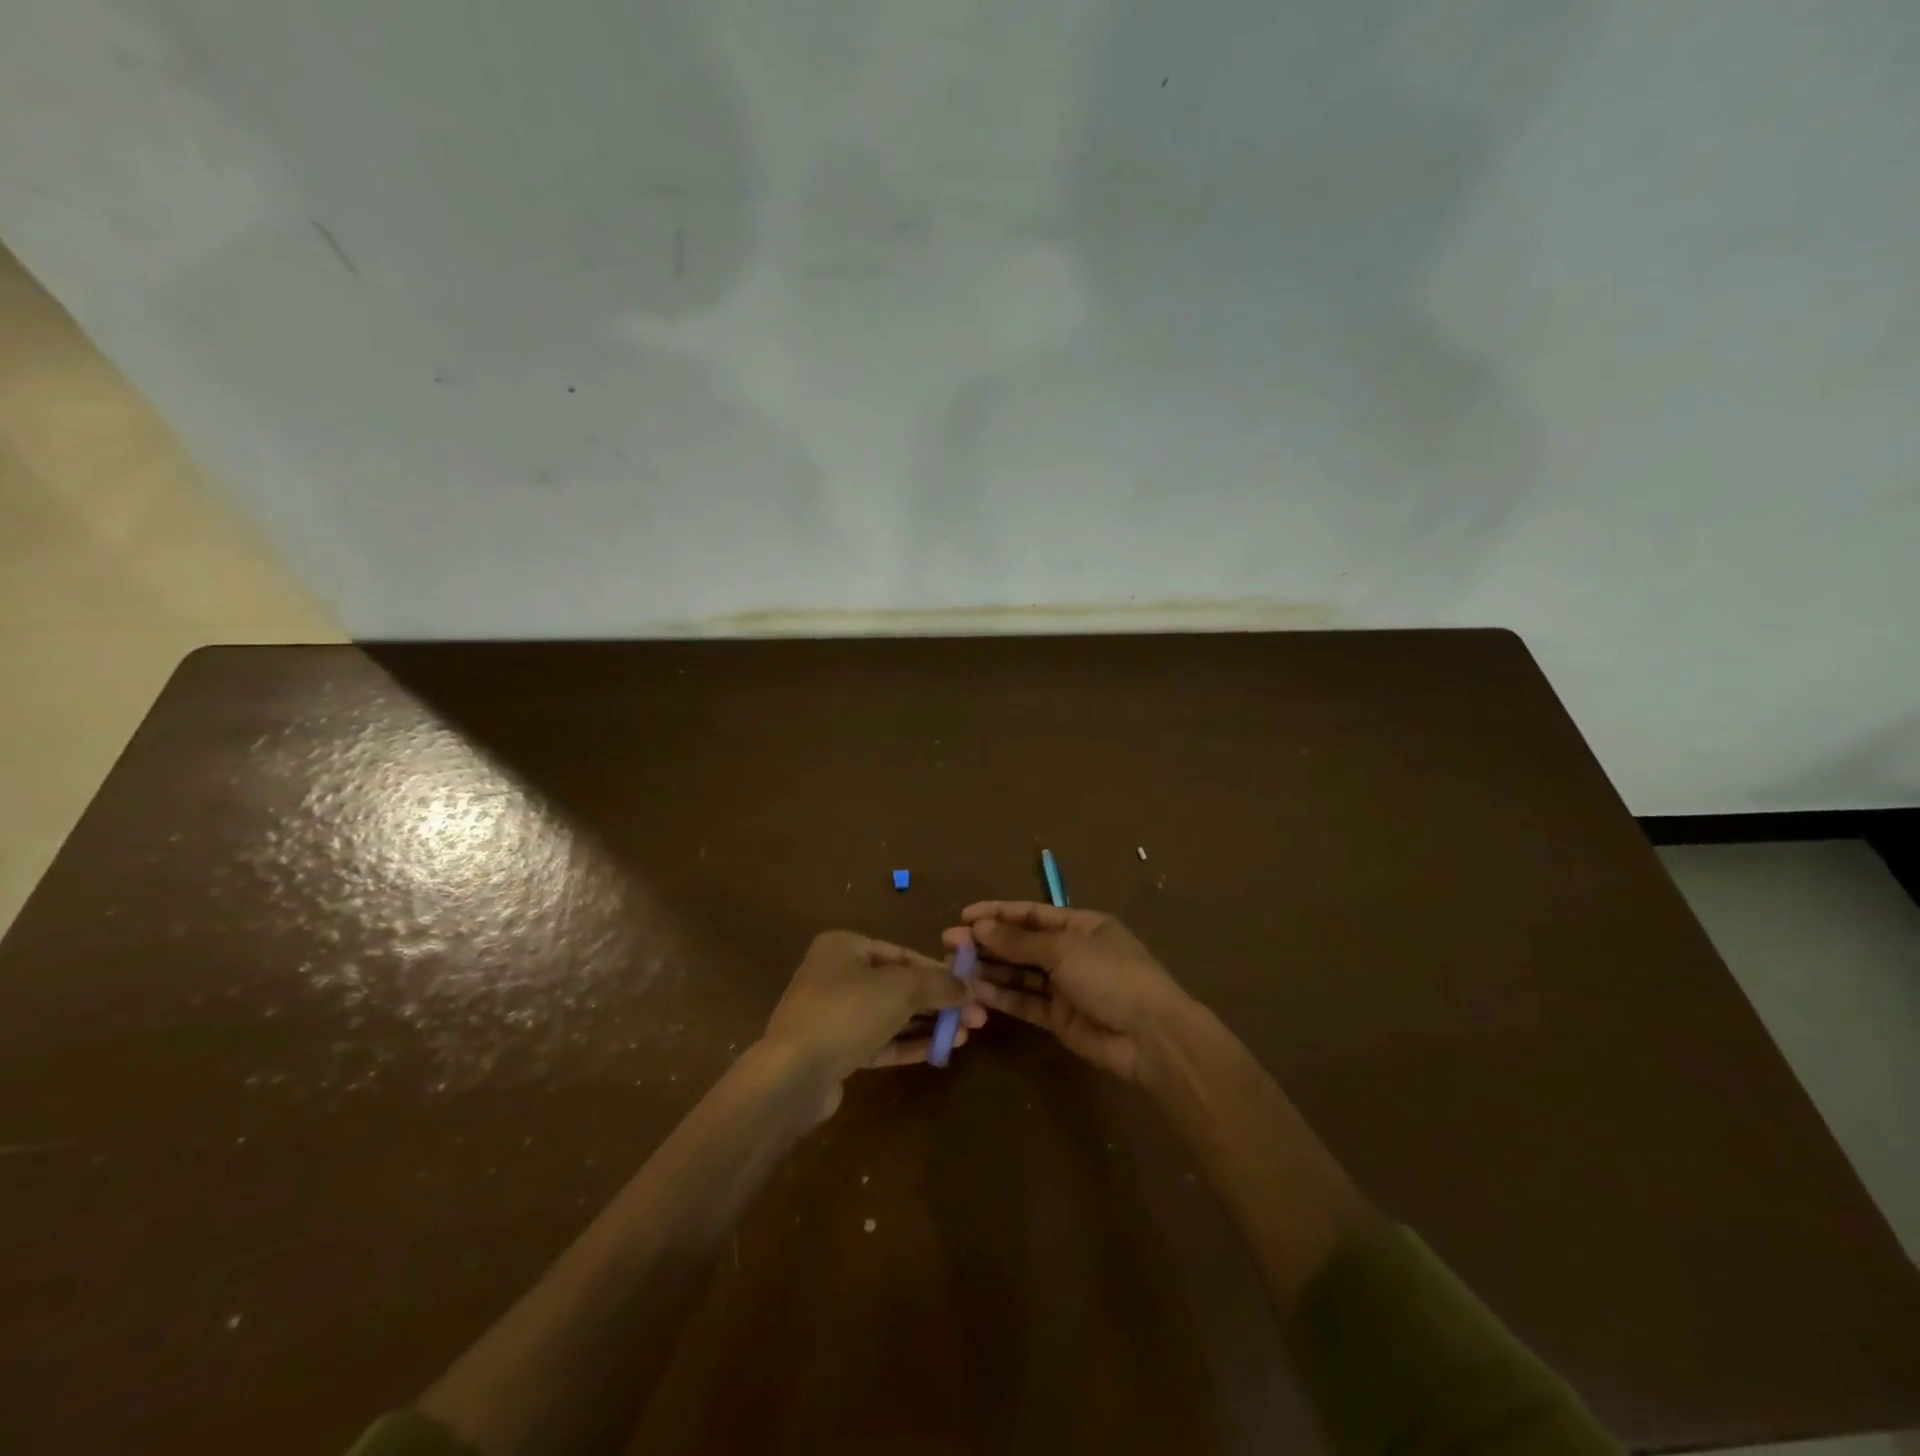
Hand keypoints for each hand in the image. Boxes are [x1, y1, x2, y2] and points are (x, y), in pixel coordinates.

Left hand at [762, 931, 985, 1106]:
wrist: (793, 1074)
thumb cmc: (847, 1012)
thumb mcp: (900, 989)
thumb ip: (937, 983)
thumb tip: (968, 985)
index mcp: (844, 947)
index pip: (902, 954)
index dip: (939, 971)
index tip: (970, 987)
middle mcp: (835, 975)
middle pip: (898, 985)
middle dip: (938, 1001)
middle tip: (976, 1017)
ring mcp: (833, 1015)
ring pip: (890, 1015)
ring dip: (927, 1024)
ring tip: (964, 1035)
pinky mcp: (834, 1051)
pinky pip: (878, 1041)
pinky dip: (907, 1044)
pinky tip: (939, 1050)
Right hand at [943, 902, 1190, 1082]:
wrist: (1150, 1036)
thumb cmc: (1111, 975)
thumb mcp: (1064, 950)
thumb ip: (1019, 942)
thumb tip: (979, 928)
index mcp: (1081, 925)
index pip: (1031, 914)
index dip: (998, 913)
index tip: (964, 916)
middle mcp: (1071, 952)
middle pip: (1021, 944)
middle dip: (987, 942)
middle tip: (948, 944)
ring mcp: (1065, 986)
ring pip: (1019, 974)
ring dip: (989, 969)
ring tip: (953, 967)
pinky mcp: (1059, 1018)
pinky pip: (1025, 1002)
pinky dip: (1001, 996)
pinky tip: (975, 991)